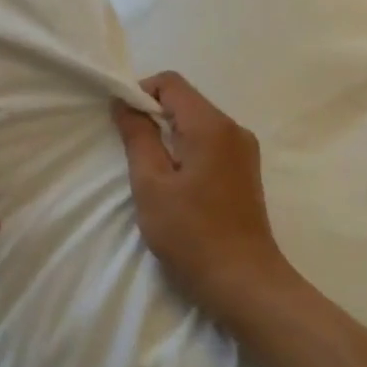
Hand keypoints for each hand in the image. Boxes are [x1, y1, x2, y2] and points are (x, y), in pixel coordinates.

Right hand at [112, 72, 304, 328]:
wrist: (244, 283)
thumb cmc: (191, 234)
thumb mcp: (151, 184)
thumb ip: (137, 137)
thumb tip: (125, 103)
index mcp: (211, 126)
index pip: (171, 83)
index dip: (140, 93)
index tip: (122, 124)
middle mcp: (233, 129)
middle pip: (185, 100)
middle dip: (152, 115)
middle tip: (130, 151)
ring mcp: (243, 151)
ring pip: (196, 122)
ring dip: (168, 135)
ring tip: (150, 171)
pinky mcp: (244, 171)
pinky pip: (208, 142)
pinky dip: (185, 150)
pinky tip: (174, 183)